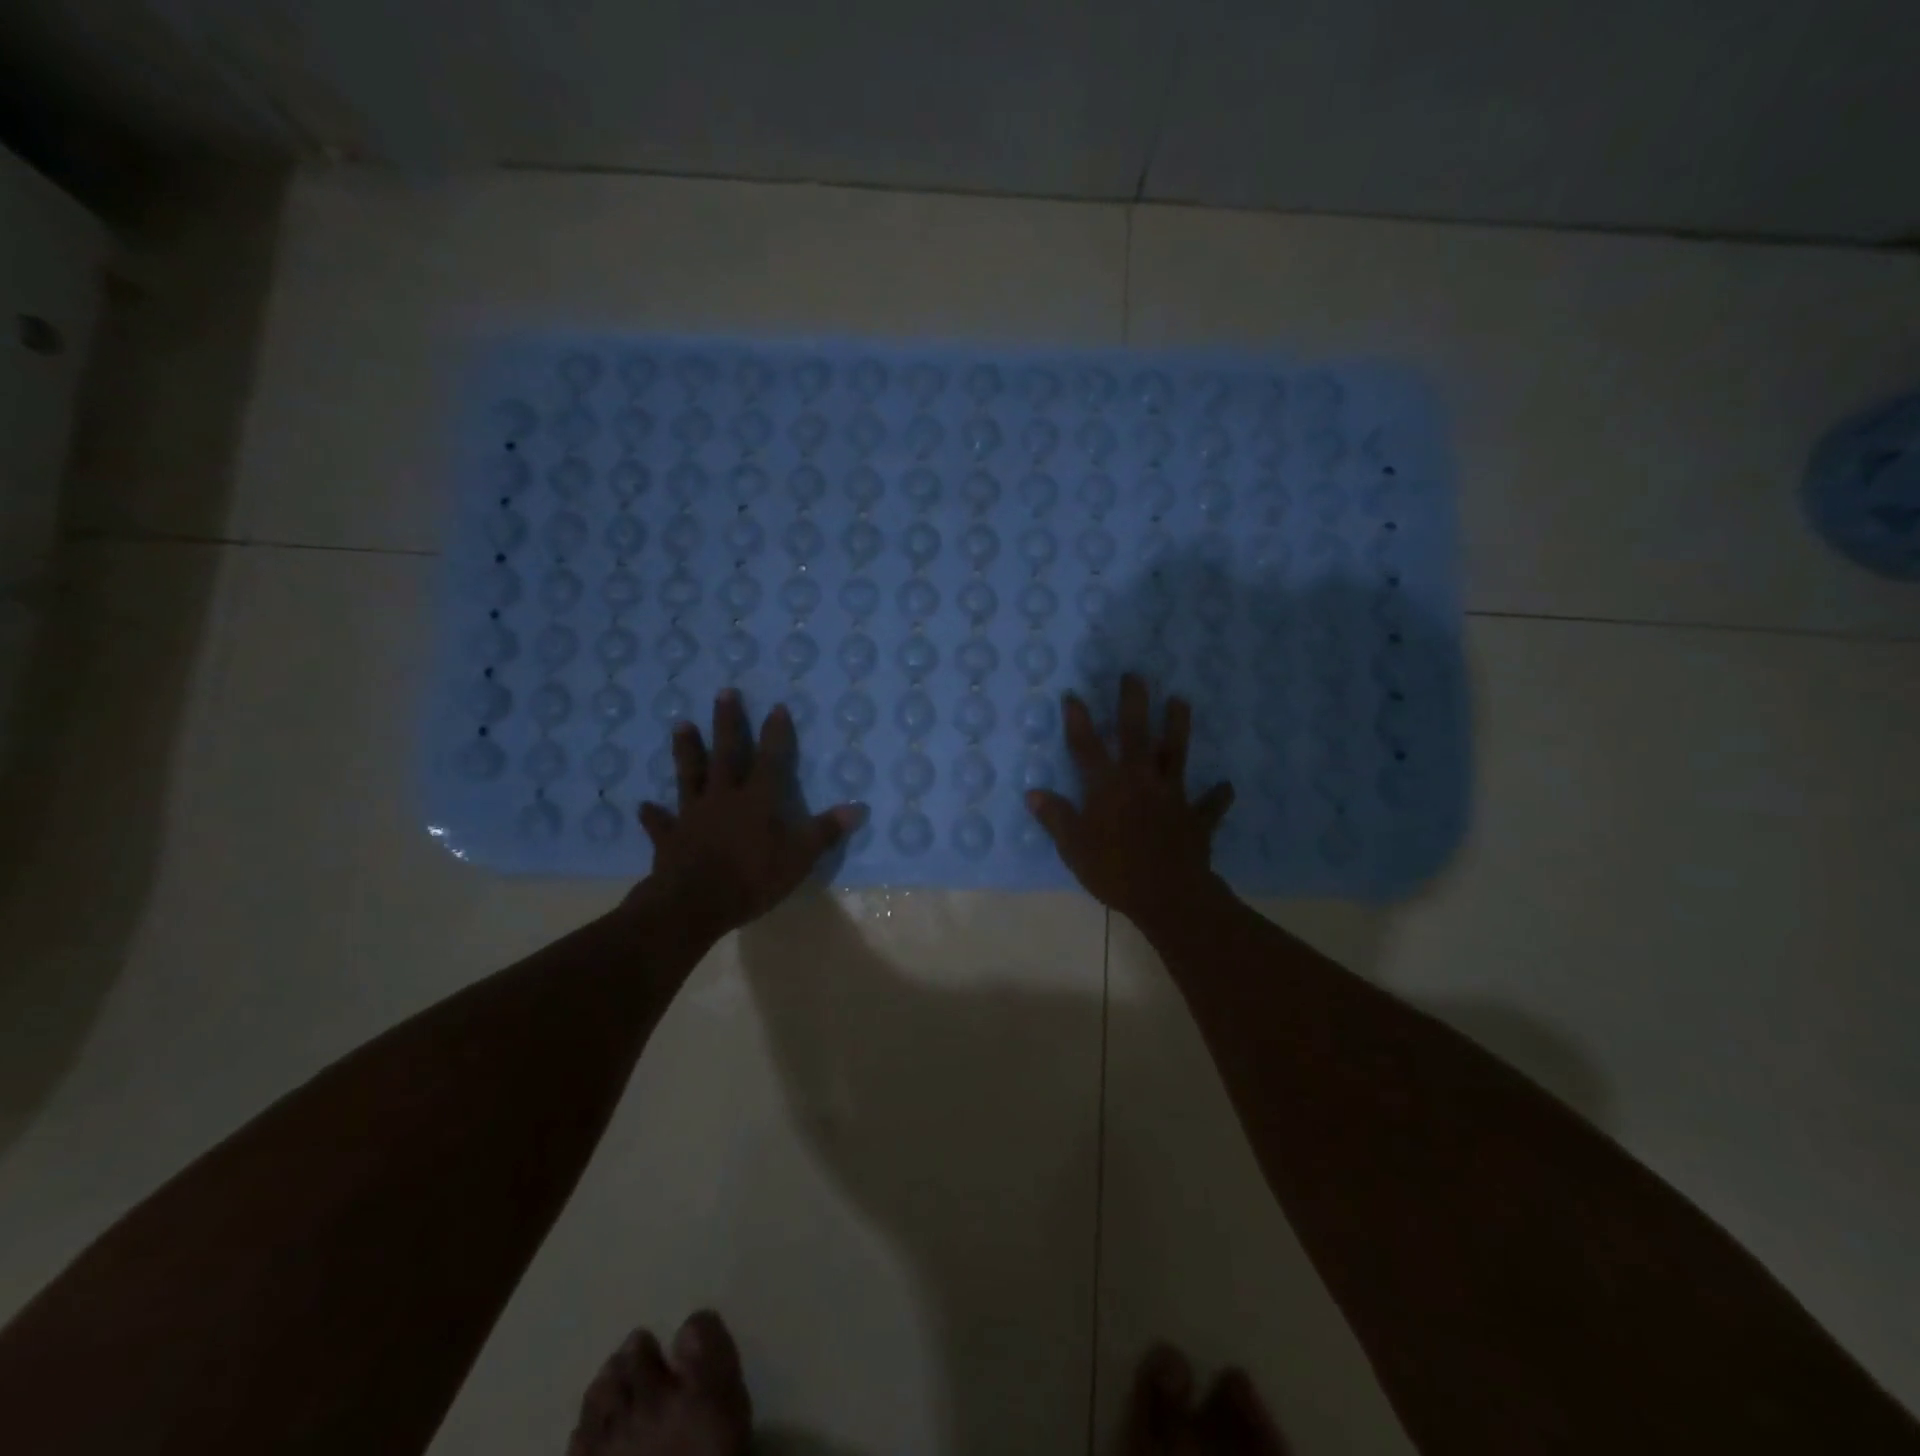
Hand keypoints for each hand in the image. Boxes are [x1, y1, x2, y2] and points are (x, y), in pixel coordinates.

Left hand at [630, 690, 861, 937]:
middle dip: (727, 723)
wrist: (694, 903)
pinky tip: (643, 805)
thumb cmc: (753, 877)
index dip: (775, 733)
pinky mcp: (670, 838)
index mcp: (757, 799)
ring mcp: (693, 815)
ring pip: (689, 775)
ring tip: (680, 724)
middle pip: (725, 754)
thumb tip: (858, 807)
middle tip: (724, 693)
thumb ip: (826, 831)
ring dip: (686, 750)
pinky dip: (653, 814)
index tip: (776, 706)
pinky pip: (660, 823)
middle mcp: (723, 797)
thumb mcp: (800, 856)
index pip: (770, 759)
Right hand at [1026, 673, 1233, 927]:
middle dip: (1133, 703)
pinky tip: (1226, 786)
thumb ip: (1056, 817)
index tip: (1074, 695)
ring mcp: (1172, 796)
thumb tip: (1033, 793)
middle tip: (1135, 675)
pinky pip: (1210, 804)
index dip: (1078, 720)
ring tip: (1181, 701)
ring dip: (1178, 727)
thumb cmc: (1114, 871)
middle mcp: (1140, 781)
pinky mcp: (1196, 818)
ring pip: (1175, 754)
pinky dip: (1218, 796)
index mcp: (1107, 786)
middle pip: (1136, 735)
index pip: (1087, 746)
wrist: (1169, 895)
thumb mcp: (1074, 847)